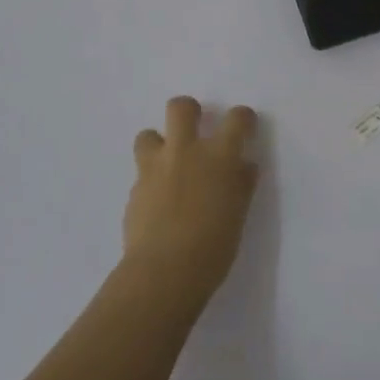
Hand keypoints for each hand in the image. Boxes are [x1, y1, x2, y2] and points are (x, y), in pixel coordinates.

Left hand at [124, 96, 259, 297]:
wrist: (165, 272)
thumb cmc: (214, 247)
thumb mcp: (238, 213)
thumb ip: (240, 184)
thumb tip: (243, 166)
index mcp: (220, 156)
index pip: (237, 118)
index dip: (243, 118)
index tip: (244, 127)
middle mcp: (186, 152)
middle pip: (181, 107)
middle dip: (188, 111)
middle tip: (195, 128)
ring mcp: (156, 168)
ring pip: (147, 134)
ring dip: (157, 144)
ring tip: (166, 165)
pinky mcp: (135, 190)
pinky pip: (141, 173)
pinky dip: (150, 181)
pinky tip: (157, 203)